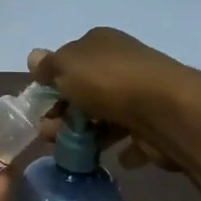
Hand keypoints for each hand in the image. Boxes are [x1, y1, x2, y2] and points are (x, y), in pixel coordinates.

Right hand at [29, 28, 200, 171]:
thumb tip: (34, 57)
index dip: (52, 82)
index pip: (70, 59)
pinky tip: (112, 158)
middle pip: (86, 89)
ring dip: (87, 133)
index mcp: (101, 42)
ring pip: (106, 114)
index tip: (40, 106)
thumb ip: (48, 66)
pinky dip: (121, 147)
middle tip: (49, 135)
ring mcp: (141, 92)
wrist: (166, 110)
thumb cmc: (108, 82)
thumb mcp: (66, 67)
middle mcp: (122, 62)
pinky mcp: (155, 122)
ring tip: (72, 153)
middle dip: (64, 112)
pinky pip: (132, 136)